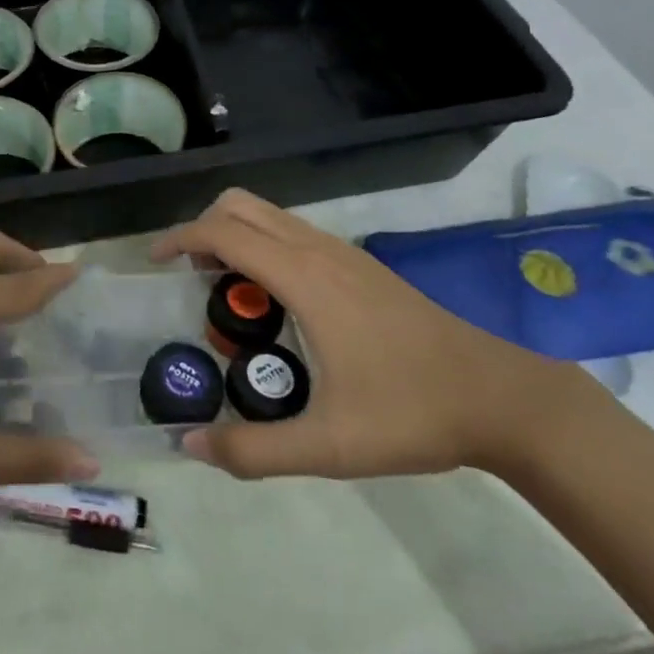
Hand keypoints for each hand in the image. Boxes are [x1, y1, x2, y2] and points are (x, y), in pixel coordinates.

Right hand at [152, 189, 585, 479]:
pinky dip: (263, 245)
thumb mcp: (329, 445)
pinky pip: (293, 232)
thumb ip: (254, 449)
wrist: (500, 396)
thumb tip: (189, 445)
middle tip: (188, 279)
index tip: (153, 262)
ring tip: (225, 295)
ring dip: (235, 236)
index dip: (180, 238)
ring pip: (270, 214)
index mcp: (305, 278)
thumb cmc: (412, 413)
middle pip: (242, 205)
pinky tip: (275, 304)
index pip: (224, 233)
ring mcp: (343, 252)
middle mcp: (318, 250)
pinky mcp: (360, 264)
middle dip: (203, 228)